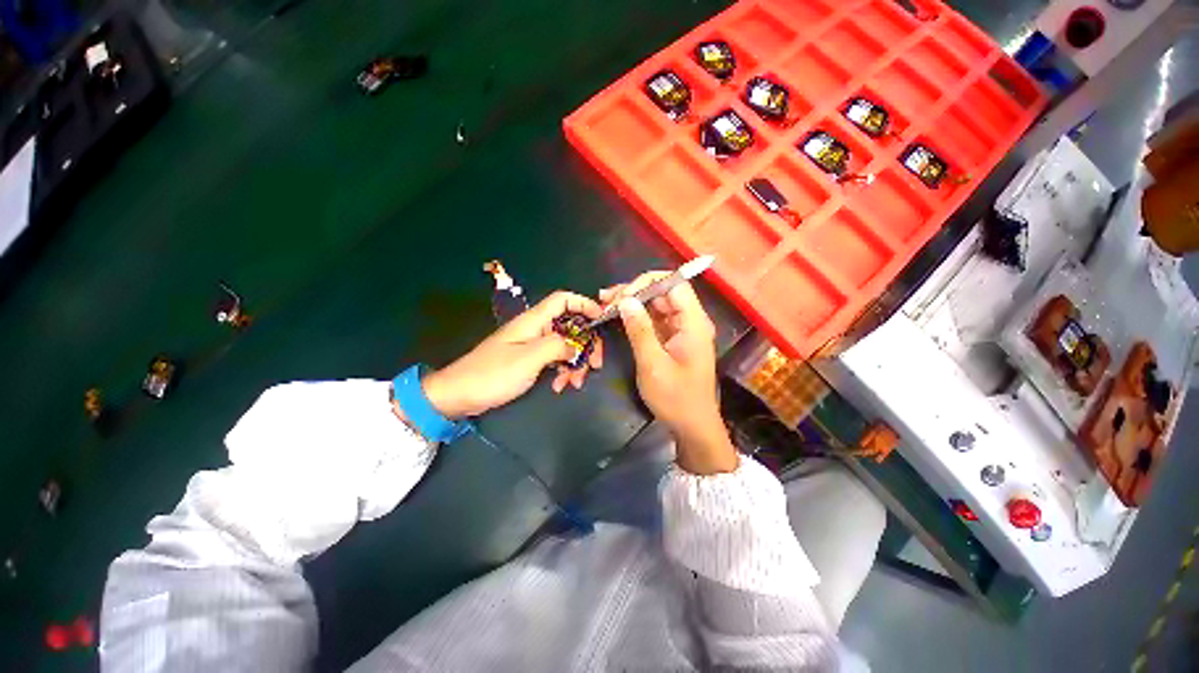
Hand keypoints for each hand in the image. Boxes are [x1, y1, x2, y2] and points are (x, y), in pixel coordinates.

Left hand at [418, 292, 604, 418]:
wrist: (459, 395)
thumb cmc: (493, 373)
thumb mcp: (529, 358)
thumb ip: (557, 346)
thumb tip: (575, 346)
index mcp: (534, 321)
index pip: (563, 299)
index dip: (584, 304)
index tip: (601, 319)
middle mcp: (535, 329)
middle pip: (570, 326)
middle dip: (585, 344)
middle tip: (595, 365)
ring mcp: (532, 345)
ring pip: (564, 346)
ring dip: (575, 363)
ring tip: (574, 383)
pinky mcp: (529, 360)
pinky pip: (554, 360)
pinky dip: (562, 371)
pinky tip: (559, 386)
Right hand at [601, 273, 737, 474]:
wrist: (692, 426)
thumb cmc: (676, 399)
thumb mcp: (653, 365)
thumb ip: (640, 330)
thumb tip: (626, 299)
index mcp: (694, 323)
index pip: (674, 284)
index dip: (647, 283)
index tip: (623, 295)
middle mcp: (690, 321)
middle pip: (664, 291)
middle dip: (635, 290)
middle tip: (606, 298)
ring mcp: (681, 330)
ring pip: (656, 304)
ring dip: (632, 301)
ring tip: (605, 303)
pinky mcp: (672, 339)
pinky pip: (654, 319)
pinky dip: (636, 315)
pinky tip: (617, 315)